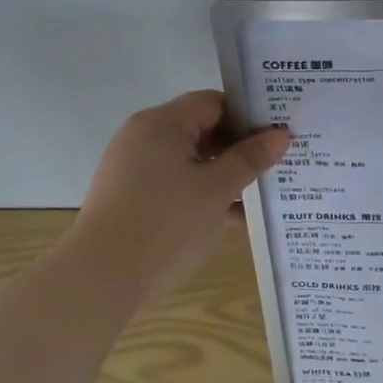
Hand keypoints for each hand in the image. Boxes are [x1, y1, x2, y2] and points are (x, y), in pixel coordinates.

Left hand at [70, 91, 290, 299]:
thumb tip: (281, 136)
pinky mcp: (133, 198)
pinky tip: (237, 217)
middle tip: (281, 161)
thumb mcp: (217, 189)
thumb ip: (250, 159)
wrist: (101, 279)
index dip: (250, 116)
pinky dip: (205, 194)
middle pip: (203, 130)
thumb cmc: (165, 223)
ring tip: (266, 191)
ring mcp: (135, 170)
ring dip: (226, 175)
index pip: (214, 103)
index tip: (282, 133)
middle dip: (241, 148)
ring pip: (192, 162)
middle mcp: (144, 138)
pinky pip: (178, 185)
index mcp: (161, 124)